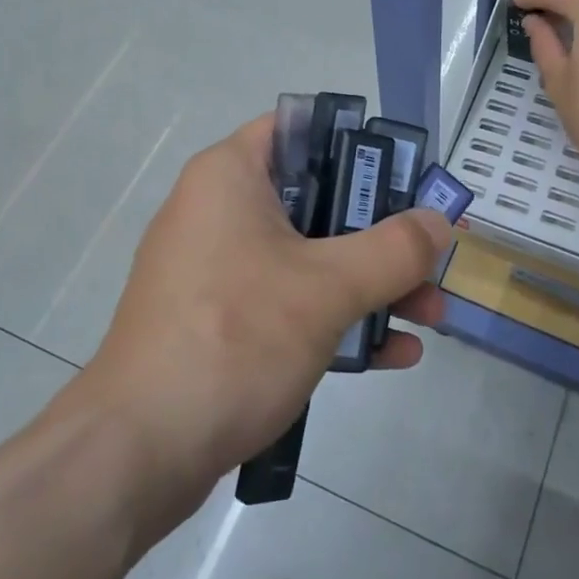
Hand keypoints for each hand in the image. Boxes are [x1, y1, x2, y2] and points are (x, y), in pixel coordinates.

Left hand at [80, 114, 450, 500]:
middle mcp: (218, 211)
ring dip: (368, 283)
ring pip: (307, 256)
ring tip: (430, 316)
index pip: (302, 129)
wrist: (139, 449)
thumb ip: (394, 249)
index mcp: (231, 176)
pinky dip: (334, 318)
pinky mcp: (217, 321)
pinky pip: (285, 302)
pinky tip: (391, 355)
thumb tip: (439, 222)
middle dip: (380, 233)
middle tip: (429, 258)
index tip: (406, 180)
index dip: (360, 146)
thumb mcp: (328, 288)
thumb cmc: (235, 337)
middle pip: (316, 198)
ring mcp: (215, 269)